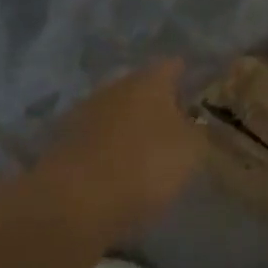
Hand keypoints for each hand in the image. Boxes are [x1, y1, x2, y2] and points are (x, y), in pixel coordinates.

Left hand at [31, 60, 206, 244]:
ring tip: (150, 151)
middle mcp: (115, 87)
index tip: (202, 93)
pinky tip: (121, 169)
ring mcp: (85, 113)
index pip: (174, 65)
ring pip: (118, 113)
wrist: (75, 201)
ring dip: (132, 127)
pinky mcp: (64, 143)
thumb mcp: (192, 150)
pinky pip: (98, 140)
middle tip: (180, 126)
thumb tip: (199, 123)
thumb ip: (200, 131)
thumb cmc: (145, 164)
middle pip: (142, 88)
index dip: (189, 77)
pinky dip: (111, 149)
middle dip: (159, 104)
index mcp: (149, 80)